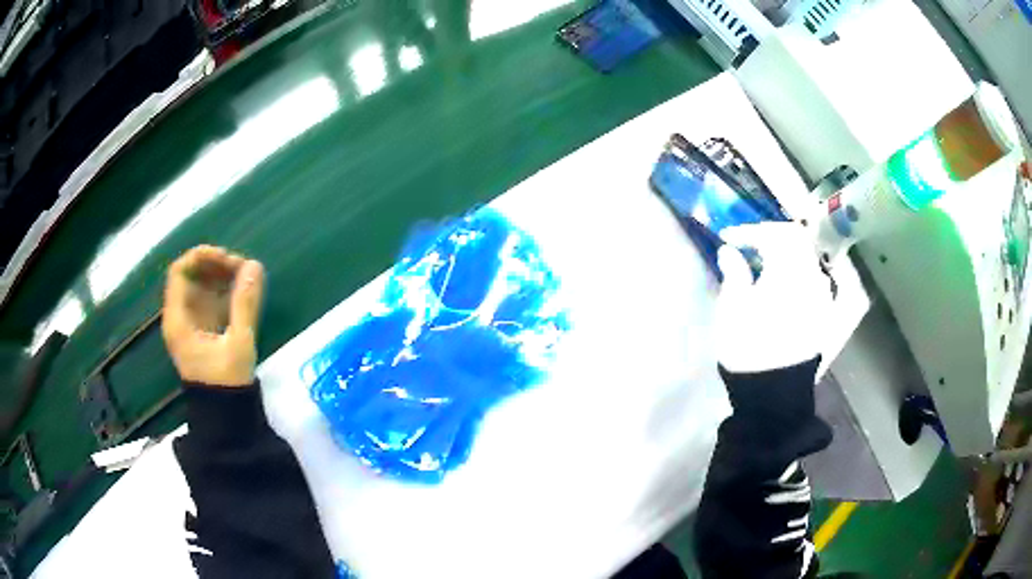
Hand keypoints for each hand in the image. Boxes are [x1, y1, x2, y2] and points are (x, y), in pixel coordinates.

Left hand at [162, 245, 264, 386]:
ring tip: (246, 278)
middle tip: (242, 268)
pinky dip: (225, 292)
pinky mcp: (203, 330)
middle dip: (216, 266)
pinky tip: (243, 293)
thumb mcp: (238, 344)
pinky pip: (210, 301)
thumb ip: (245, 304)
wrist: (226, 418)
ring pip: (202, 287)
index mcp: (178, 320)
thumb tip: (255, 266)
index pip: (180, 272)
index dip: (201, 257)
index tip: (227, 259)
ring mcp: (191, 324)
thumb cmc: (226, 384)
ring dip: (222, 277)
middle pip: (192, 276)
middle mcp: (180, 317)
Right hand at [715, 222, 833, 372]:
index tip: (727, 238)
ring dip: (786, 255)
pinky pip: (812, 281)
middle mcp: (812, 276)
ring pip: (806, 260)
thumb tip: (729, 251)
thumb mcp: (733, 306)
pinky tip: (782, 287)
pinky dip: (796, 274)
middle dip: (771, 237)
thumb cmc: (748, 346)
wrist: (773, 394)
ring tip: (764, 266)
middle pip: (796, 240)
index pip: (772, 234)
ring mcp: (822, 296)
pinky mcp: (824, 315)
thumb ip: (734, 271)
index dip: (748, 232)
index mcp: (789, 269)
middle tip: (749, 245)